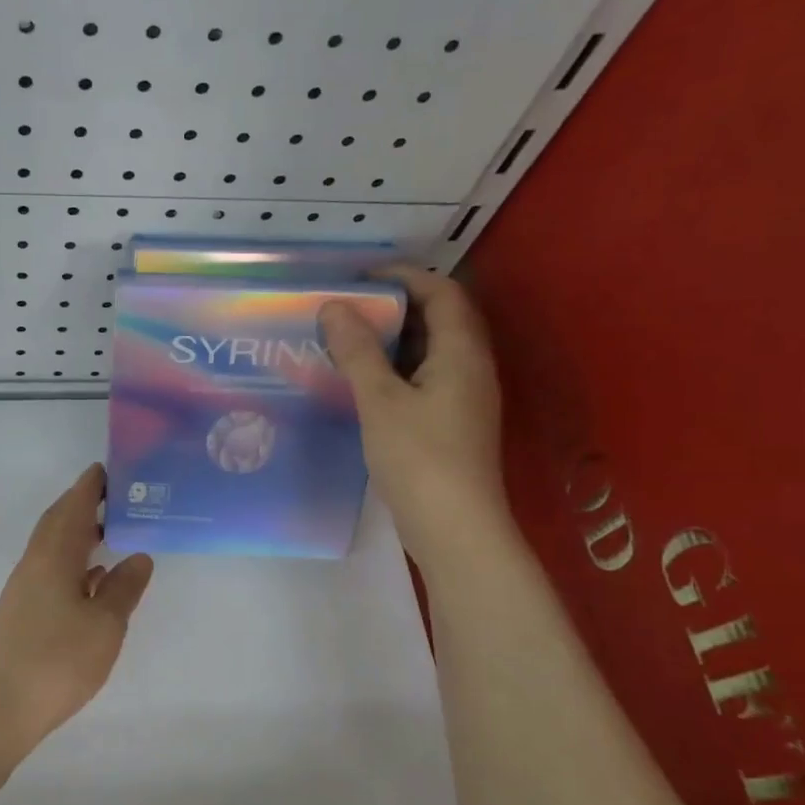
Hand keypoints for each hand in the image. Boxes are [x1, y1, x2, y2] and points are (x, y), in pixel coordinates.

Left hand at [0, 464, 153, 759]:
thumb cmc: (57, 660)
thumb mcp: (104, 624)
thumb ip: (124, 588)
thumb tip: (139, 556)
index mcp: (53, 556)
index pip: (73, 508)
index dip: (90, 486)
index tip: (108, 468)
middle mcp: (35, 564)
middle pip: (58, 521)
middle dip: (83, 504)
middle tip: (116, 495)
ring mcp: (25, 588)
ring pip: (54, 547)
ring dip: (79, 532)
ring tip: (111, 530)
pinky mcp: (23, 611)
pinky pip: (52, 570)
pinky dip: (74, 562)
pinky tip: (93, 577)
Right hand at [319, 268, 509, 560]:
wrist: (453, 528)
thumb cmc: (419, 457)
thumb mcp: (380, 400)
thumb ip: (357, 351)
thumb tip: (334, 306)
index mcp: (461, 353)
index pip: (442, 293)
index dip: (405, 276)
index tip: (361, 276)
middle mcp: (470, 369)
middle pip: (438, 319)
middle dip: (395, 307)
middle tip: (348, 307)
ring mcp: (463, 399)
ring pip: (429, 352)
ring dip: (392, 340)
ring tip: (347, 339)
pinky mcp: (450, 424)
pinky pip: (423, 379)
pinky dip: (394, 370)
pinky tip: (361, 382)